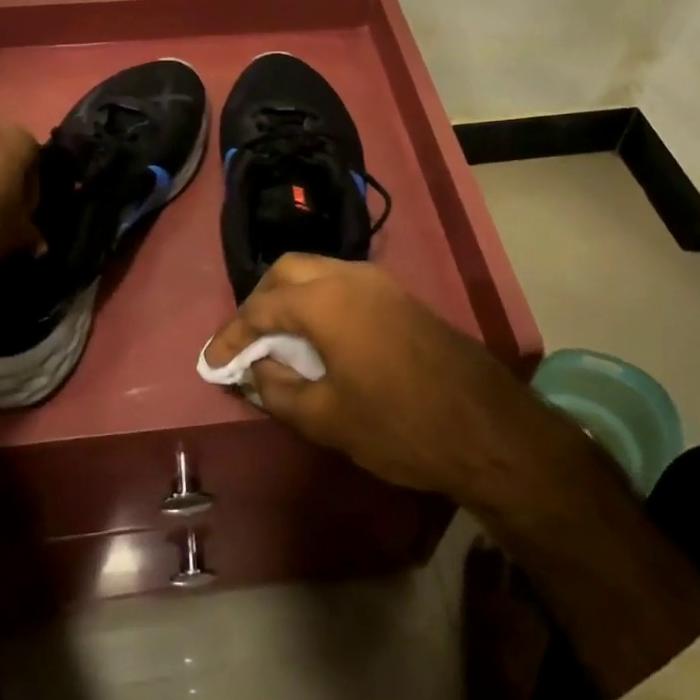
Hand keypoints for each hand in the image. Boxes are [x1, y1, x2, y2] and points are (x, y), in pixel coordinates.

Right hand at [205, 254, 554, 502]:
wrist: (486, 428)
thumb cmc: (398, 424)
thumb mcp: (326, 418)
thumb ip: (279, 390)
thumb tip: (258, 371)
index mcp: (326, 300)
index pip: (261, 308)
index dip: (232, 336)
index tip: (212, 362)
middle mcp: (350, 277)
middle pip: (288, 271)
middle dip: (259, 302)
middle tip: (246, 341)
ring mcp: (380, 283)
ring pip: (318, 272)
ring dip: (290, 298)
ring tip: (277, 339)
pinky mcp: (400, 297)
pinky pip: (344, 285)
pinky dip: (319, 301)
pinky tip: (318, 336)